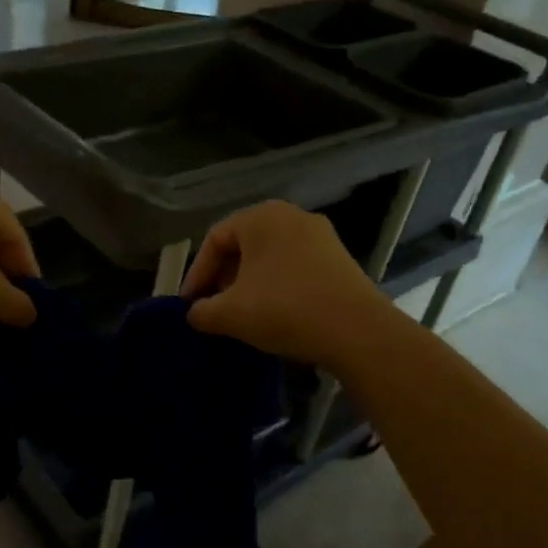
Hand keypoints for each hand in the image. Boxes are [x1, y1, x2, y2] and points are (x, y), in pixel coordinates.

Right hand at [180, 201, 391, 366]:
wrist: (358, 331)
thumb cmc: (284, 310)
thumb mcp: (231, 314)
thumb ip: (202, 312)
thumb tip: (194, 314)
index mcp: (261, 217)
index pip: (215, 240)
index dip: (196, 274)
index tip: (189, 305)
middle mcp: (291, 216)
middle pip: (243, 245)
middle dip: (223, 278)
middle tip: (213, 308)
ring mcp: (320, 236)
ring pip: (270, 257)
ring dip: (249, 283)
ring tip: (241, 314)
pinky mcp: (339, 259)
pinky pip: (294, 267)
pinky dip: (276, 286)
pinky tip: (274, 314)